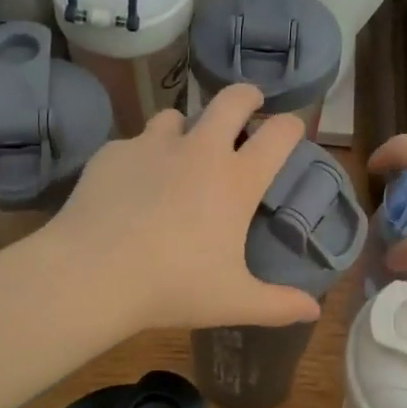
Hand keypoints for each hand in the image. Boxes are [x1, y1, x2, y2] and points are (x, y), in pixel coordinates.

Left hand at [47, 84, 323, 330]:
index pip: (279, 134)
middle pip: (232, 99)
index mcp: (236, 179)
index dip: (292, 125)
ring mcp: (152, 145)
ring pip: (176, 115)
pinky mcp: (113, 153)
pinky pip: (133, 144)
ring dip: (185, 129)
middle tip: (249, 105)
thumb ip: (278, 304)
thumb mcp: (233, 302)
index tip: (292, 129)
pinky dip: (139, 158)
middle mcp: (199, 150)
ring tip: (179, 152)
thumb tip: (314, 311)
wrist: (92, 274)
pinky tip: (130, 186)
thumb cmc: (173, 286)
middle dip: (246, 96)